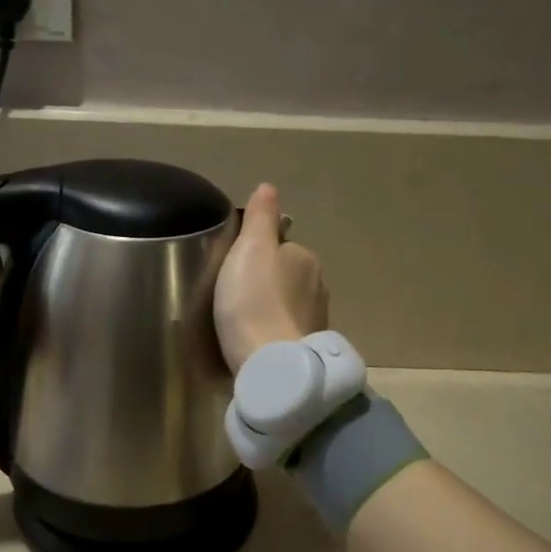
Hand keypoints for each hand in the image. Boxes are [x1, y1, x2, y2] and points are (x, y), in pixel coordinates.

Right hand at [214, 184, 328, 373]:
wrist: (270, 364)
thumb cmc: (254, 301)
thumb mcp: (250, 249)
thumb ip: (260, 217)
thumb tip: (268, 187)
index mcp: (305, 258)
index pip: (280, 246)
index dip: (256, 254)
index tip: (233, 269)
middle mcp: (318, 286)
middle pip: (286, 275)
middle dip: (265, 282)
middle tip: (232, 295)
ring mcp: (316, 320)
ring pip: (288, 304)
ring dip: (270, 309)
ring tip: (241, 321)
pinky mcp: (307, 349)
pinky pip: (287, 330)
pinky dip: (273, 331)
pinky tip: (255, 341)